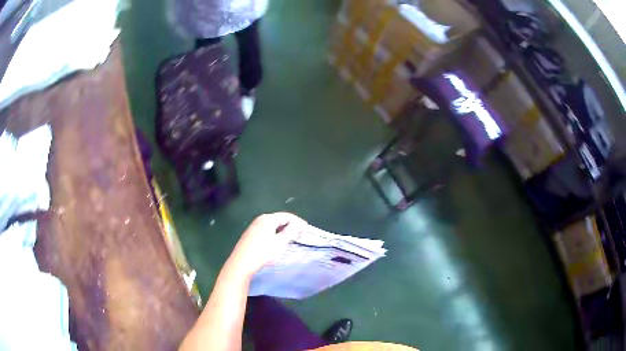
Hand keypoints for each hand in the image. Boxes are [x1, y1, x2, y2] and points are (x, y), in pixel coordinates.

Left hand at [227, 212, 306, 277]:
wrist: (241, 262)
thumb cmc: (263, 253)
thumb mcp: (280, 243)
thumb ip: (290, 232)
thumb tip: (299, 224)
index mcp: (268, 219)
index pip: (287, 216)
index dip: (298, 222)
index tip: (306, 229)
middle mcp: (261, 219)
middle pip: (279, 218)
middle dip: (290, 225)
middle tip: (299, 234)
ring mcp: (254, 226)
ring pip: (272, 224)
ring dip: (282, 229)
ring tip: (290, 238)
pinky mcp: (250, 233)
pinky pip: (266, 229)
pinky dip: (275, 232)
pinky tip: (276, 241)